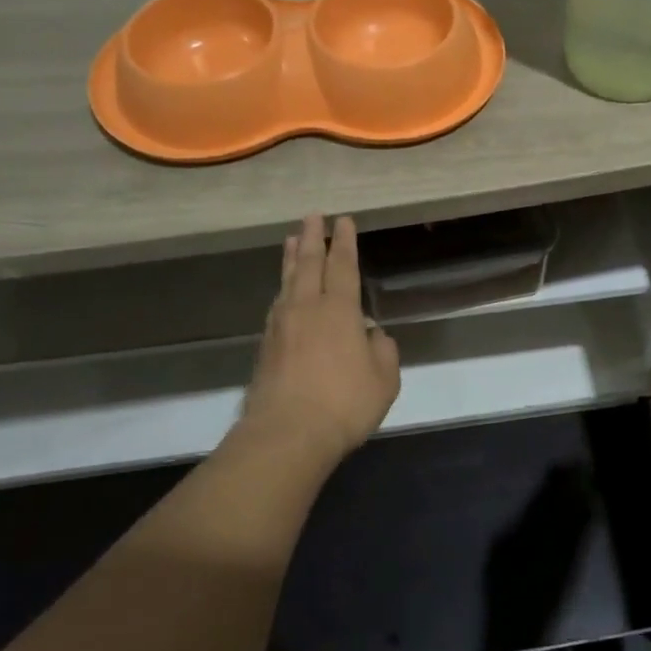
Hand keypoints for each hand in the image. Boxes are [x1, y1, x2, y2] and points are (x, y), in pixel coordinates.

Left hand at [242, 213, 400, 462]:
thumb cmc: (345, 404)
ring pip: (287, 282)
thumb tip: (373, 335)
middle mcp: (306, 309)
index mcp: (339, 311)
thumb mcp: (384, 380)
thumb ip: (383, 351)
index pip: (343, 266)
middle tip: (312, 216)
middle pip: (309, 264)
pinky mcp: (266, 347)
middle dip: (313, 237)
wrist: (287, 434)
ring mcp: (281, 326)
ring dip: (293, 259)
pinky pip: (277, 306)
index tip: (344, 221)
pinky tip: (284, 293)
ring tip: (293, 242)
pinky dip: (283, 290)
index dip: (345, 242)